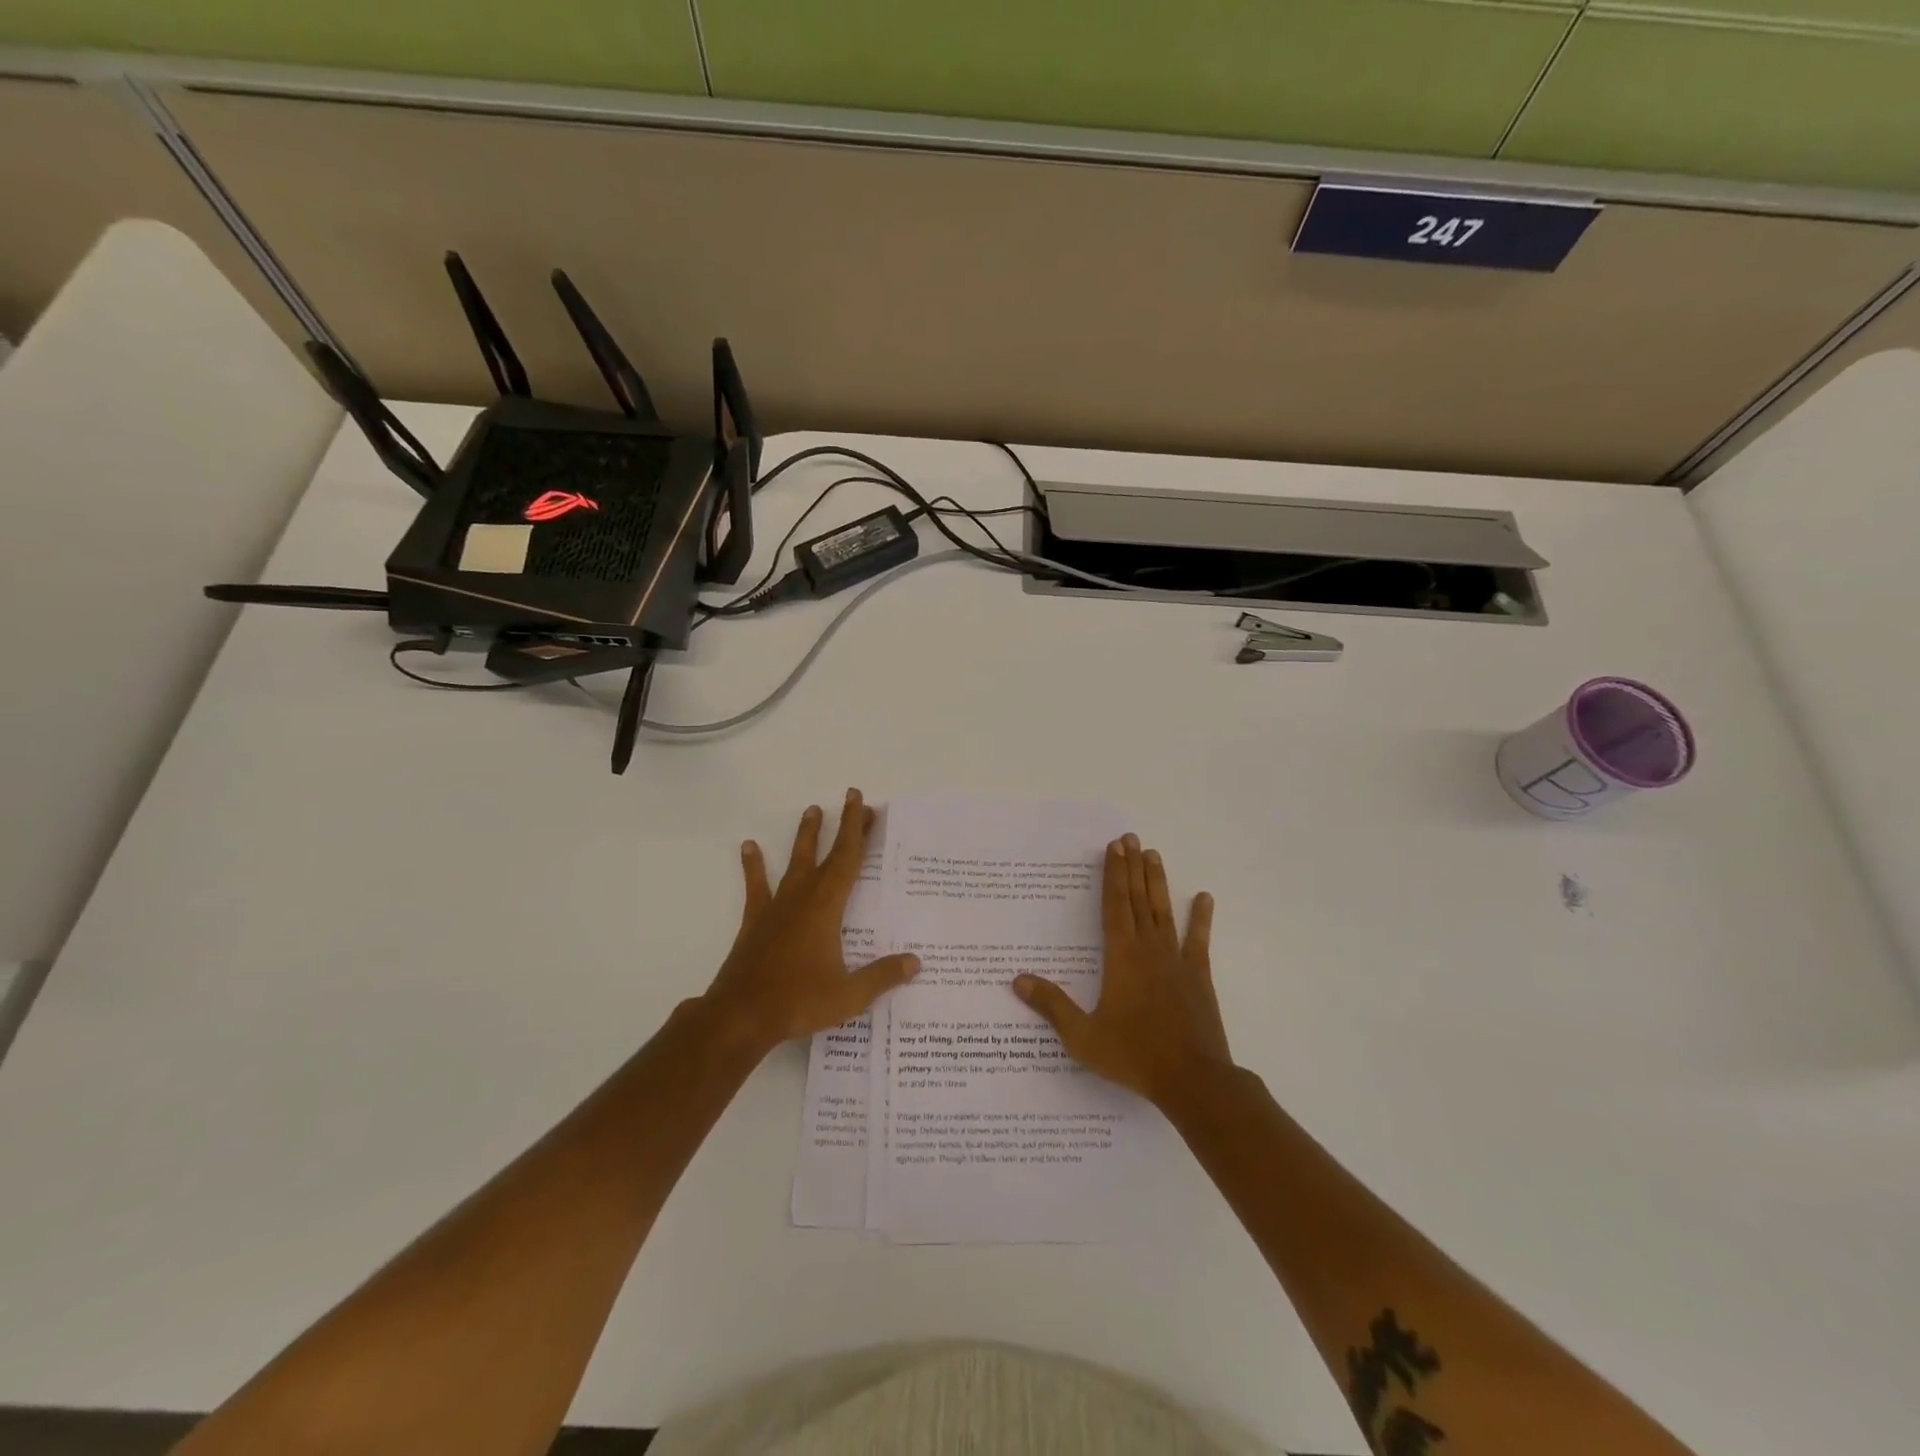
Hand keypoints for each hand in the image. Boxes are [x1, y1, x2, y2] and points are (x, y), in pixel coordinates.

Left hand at [701, 789, 919, 1052]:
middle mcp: (802, 898)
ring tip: (811, 810)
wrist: (740, 1016)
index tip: (863, 803)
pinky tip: (749, 846)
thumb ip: (883, 976)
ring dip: (805, 836)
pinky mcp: (755, 922)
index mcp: (827, 908)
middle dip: (842, 827)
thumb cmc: (797, 1002)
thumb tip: (916, 961)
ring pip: (794, 862)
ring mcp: (776, 908)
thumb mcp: (848, 995)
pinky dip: (754, 865)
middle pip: (827, 854)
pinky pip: (756, 886)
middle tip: (852, 800)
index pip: (848, 860)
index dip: (857, 830)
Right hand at [1014, 834, 1229, 1106]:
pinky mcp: (1198, 977)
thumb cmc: (1134, 1055)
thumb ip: (1052, 1005)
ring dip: (1158, 882)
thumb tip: (1018, 980)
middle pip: (1138, 900)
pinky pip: (1198, 940)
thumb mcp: (1083, 1036)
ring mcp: (1176, 961)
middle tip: (1130, 838)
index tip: (1113, 848)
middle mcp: (1149, 950)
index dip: (1113, 875)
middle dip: (1132, 868)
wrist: (1193, 1080)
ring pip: (1164, 912)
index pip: (1114, 906)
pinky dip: (1201, 918)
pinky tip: (1204, 897)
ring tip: (1154, 854)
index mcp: (1121, 958)